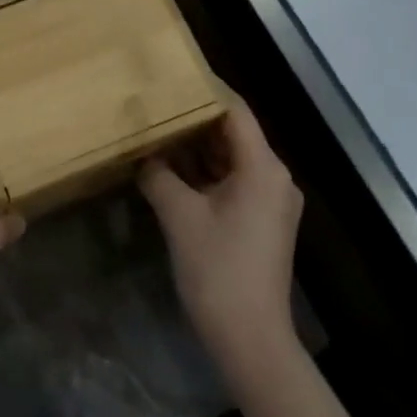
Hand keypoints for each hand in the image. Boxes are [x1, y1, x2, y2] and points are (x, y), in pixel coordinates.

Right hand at [140, 94, 302, 374]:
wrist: (252, 341)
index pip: (234, 111)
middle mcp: (274, 177)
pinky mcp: (262, 222)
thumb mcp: (179, 216)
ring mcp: (271, 201)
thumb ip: (158, 175)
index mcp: (263, 167)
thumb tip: (141, 153)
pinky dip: (205, 174)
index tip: (172, 74)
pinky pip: (233, 182)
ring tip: (156, 131)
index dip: (205, 90)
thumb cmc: (218, 270)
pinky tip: (170, 171)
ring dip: (196, 149)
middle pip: (233, 133)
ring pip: (231, 159)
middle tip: (155, 103)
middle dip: (193, 119)